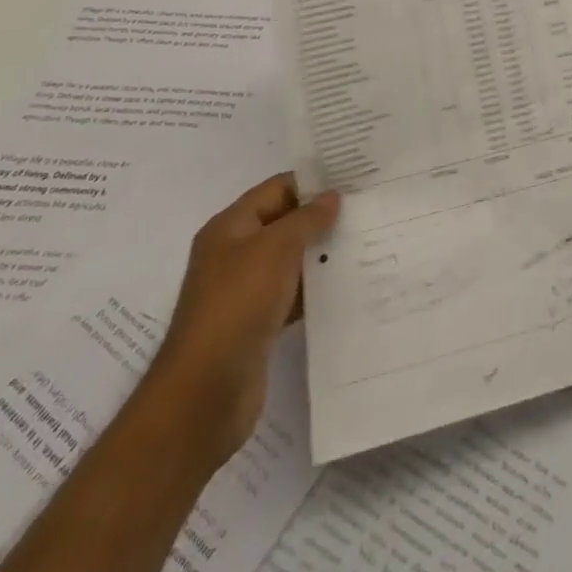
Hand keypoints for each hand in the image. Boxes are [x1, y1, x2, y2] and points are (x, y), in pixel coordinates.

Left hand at [139, 174, 339, 469]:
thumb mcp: (276, 247)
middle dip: (321, 217)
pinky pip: (291, 295)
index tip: (353, 179)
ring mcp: (244, 291)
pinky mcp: (256, 324)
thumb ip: (307, 218)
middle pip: (284, 223)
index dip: (312, 182)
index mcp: (230, 228)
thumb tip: (331, 197)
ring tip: (365, 242)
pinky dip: (314, 289)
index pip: (276, 189)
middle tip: (367, 208)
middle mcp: (234, 254)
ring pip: (290, 260)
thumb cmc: (238, 304)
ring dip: (320, 254)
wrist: (205, 392)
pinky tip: (345, 285)